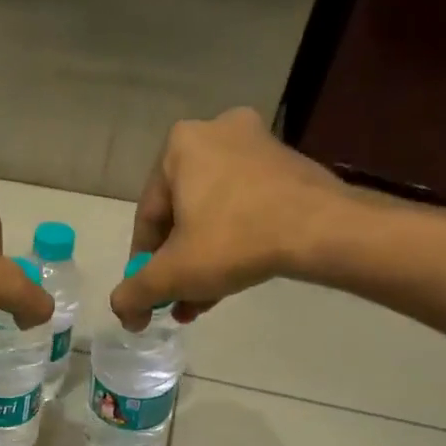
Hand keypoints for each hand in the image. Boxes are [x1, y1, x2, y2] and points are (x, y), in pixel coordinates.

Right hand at [111, 108, 350, 330]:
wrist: (322, 229)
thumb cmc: (234, 241)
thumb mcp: (172, 274)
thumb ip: (135, 293)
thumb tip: (123, 312)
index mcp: (179, 146)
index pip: (148, 217)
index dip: (145, 263)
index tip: (151, 294)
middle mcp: (216, 132)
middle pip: (182, 216)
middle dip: (178, 266)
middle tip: (178, 302)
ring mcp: (257, 144)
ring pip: (214, 215)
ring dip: (204, 261)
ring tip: (203, 303)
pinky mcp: (287, 164)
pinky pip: (245, 208)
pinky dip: (234, 242)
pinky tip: (233, 280)